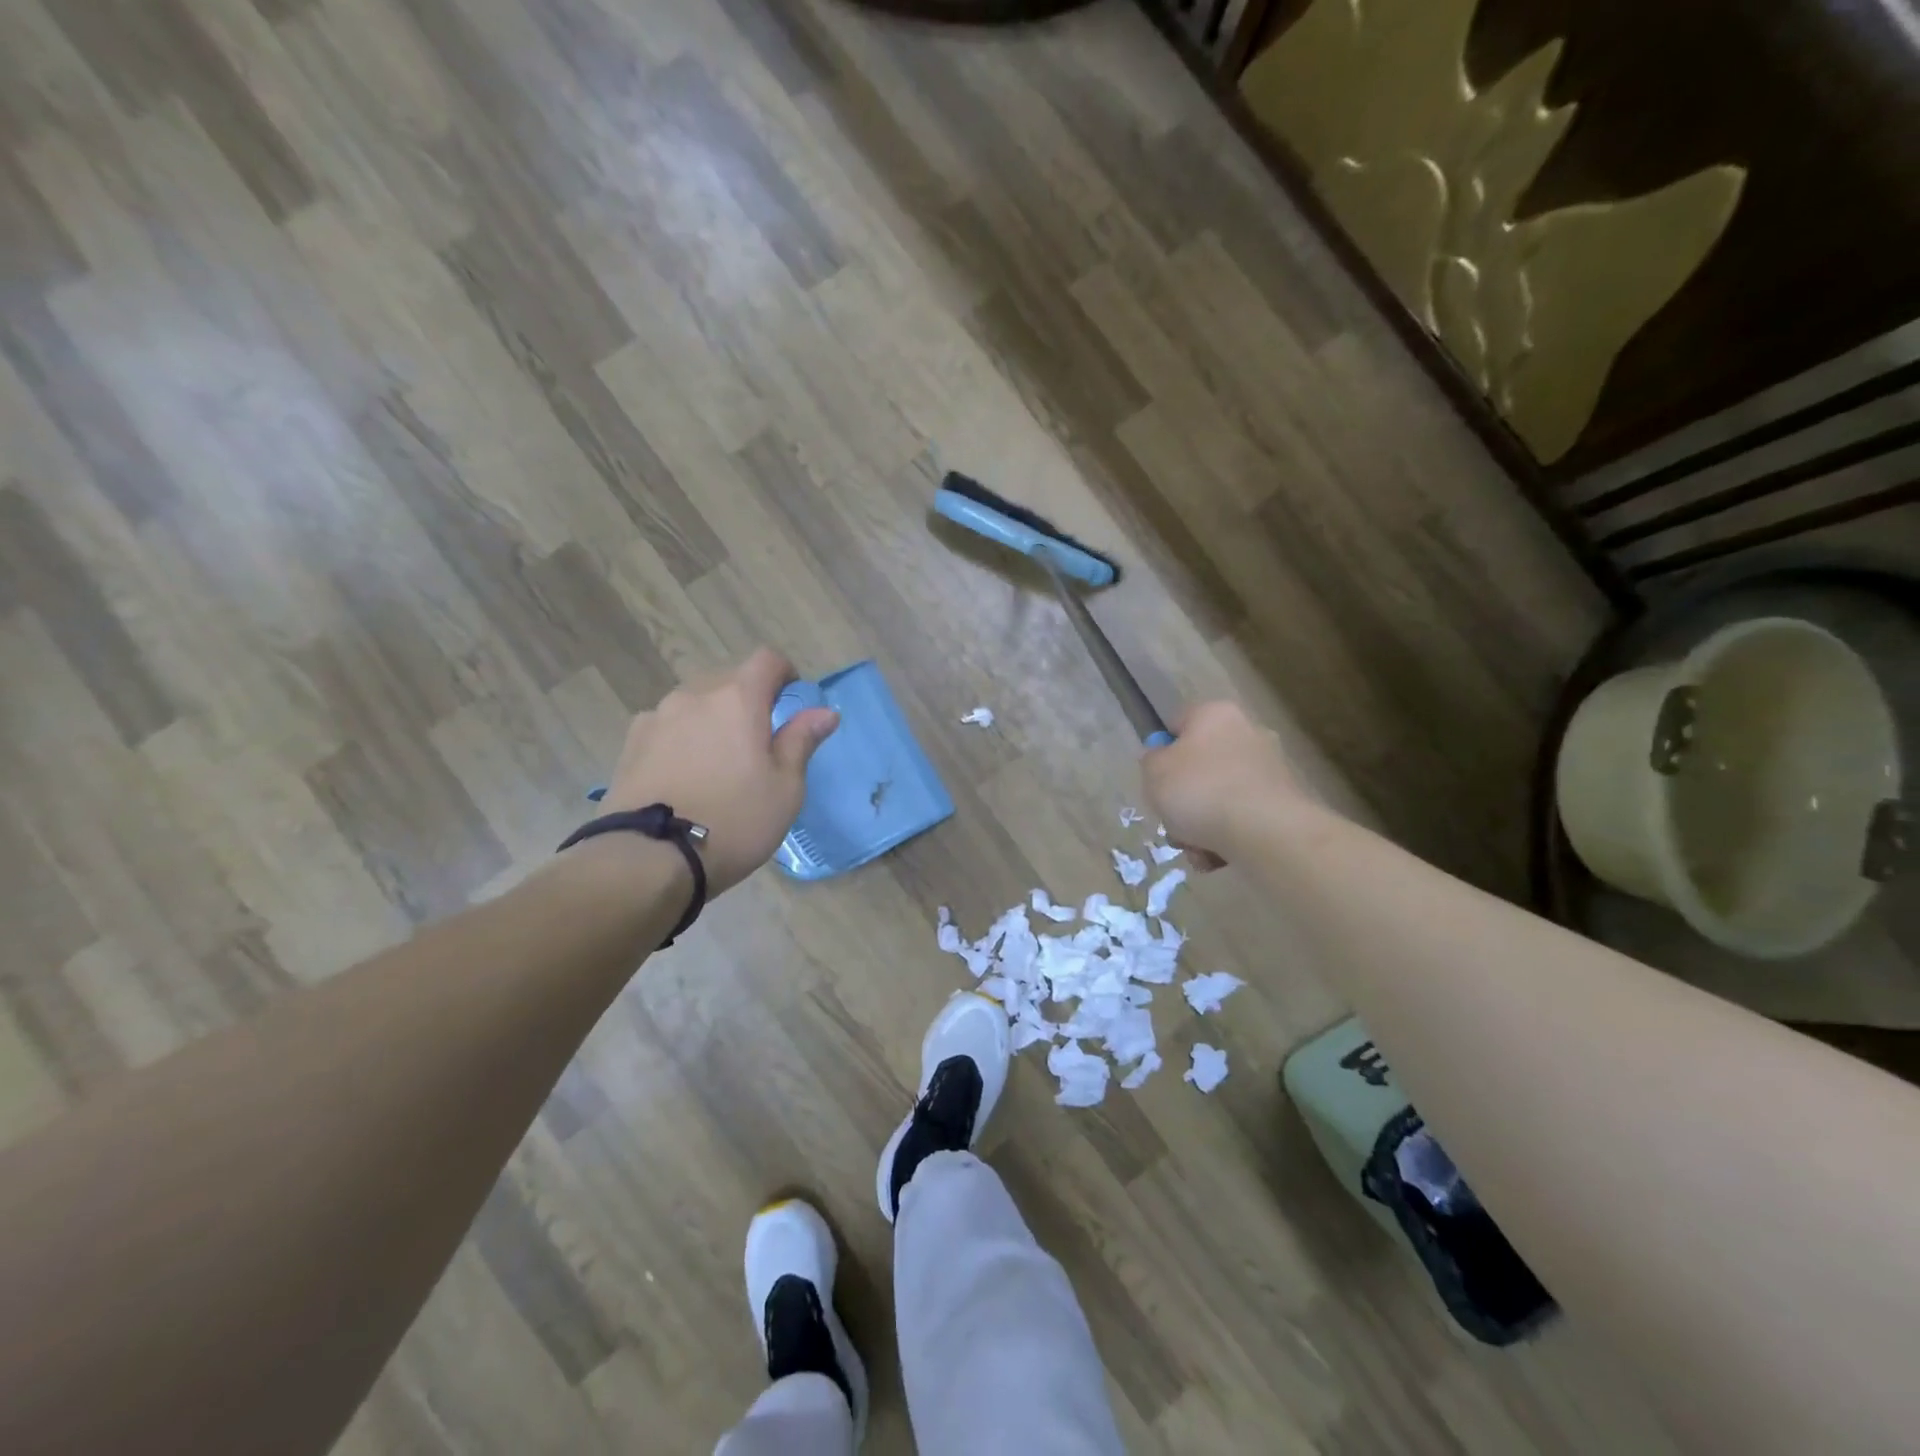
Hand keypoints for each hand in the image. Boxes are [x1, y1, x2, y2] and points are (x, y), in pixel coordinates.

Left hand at [599, 649, 838, 896]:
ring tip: (718, 762)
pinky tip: (684, 774)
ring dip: (713, 719)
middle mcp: (695, 695)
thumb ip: (802, 741)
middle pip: (729, 680)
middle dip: (748, 700)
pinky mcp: (631, 743)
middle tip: (759, 742)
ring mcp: (657, 717)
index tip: (791, 701)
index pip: (767, 660)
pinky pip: (667, 726)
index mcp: (738, 699)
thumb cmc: (734, 821)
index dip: (785, 674)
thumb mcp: (785, 788)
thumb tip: (824, 712)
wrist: (649, 858)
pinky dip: (682, 738)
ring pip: (696, 703)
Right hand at [1141, 701, 1302, 863]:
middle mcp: (1248, 732)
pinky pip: (1243, 817)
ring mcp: (1270, 768)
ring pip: (1220, 795)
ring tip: (1194, 847)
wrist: (1265, 832)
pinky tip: (1216, 855)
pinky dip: (1227, 835)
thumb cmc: (1200, 790)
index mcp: (1215, 714)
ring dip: (1203, 823)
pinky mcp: (1284, 802)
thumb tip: (1162, 759)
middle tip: (1172, 819)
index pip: (1178, 723)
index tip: (1156, 780)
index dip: (1162, 751)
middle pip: (1201, 765)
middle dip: (1185, 797)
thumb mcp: (1153, 772)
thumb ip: (1151, 761)